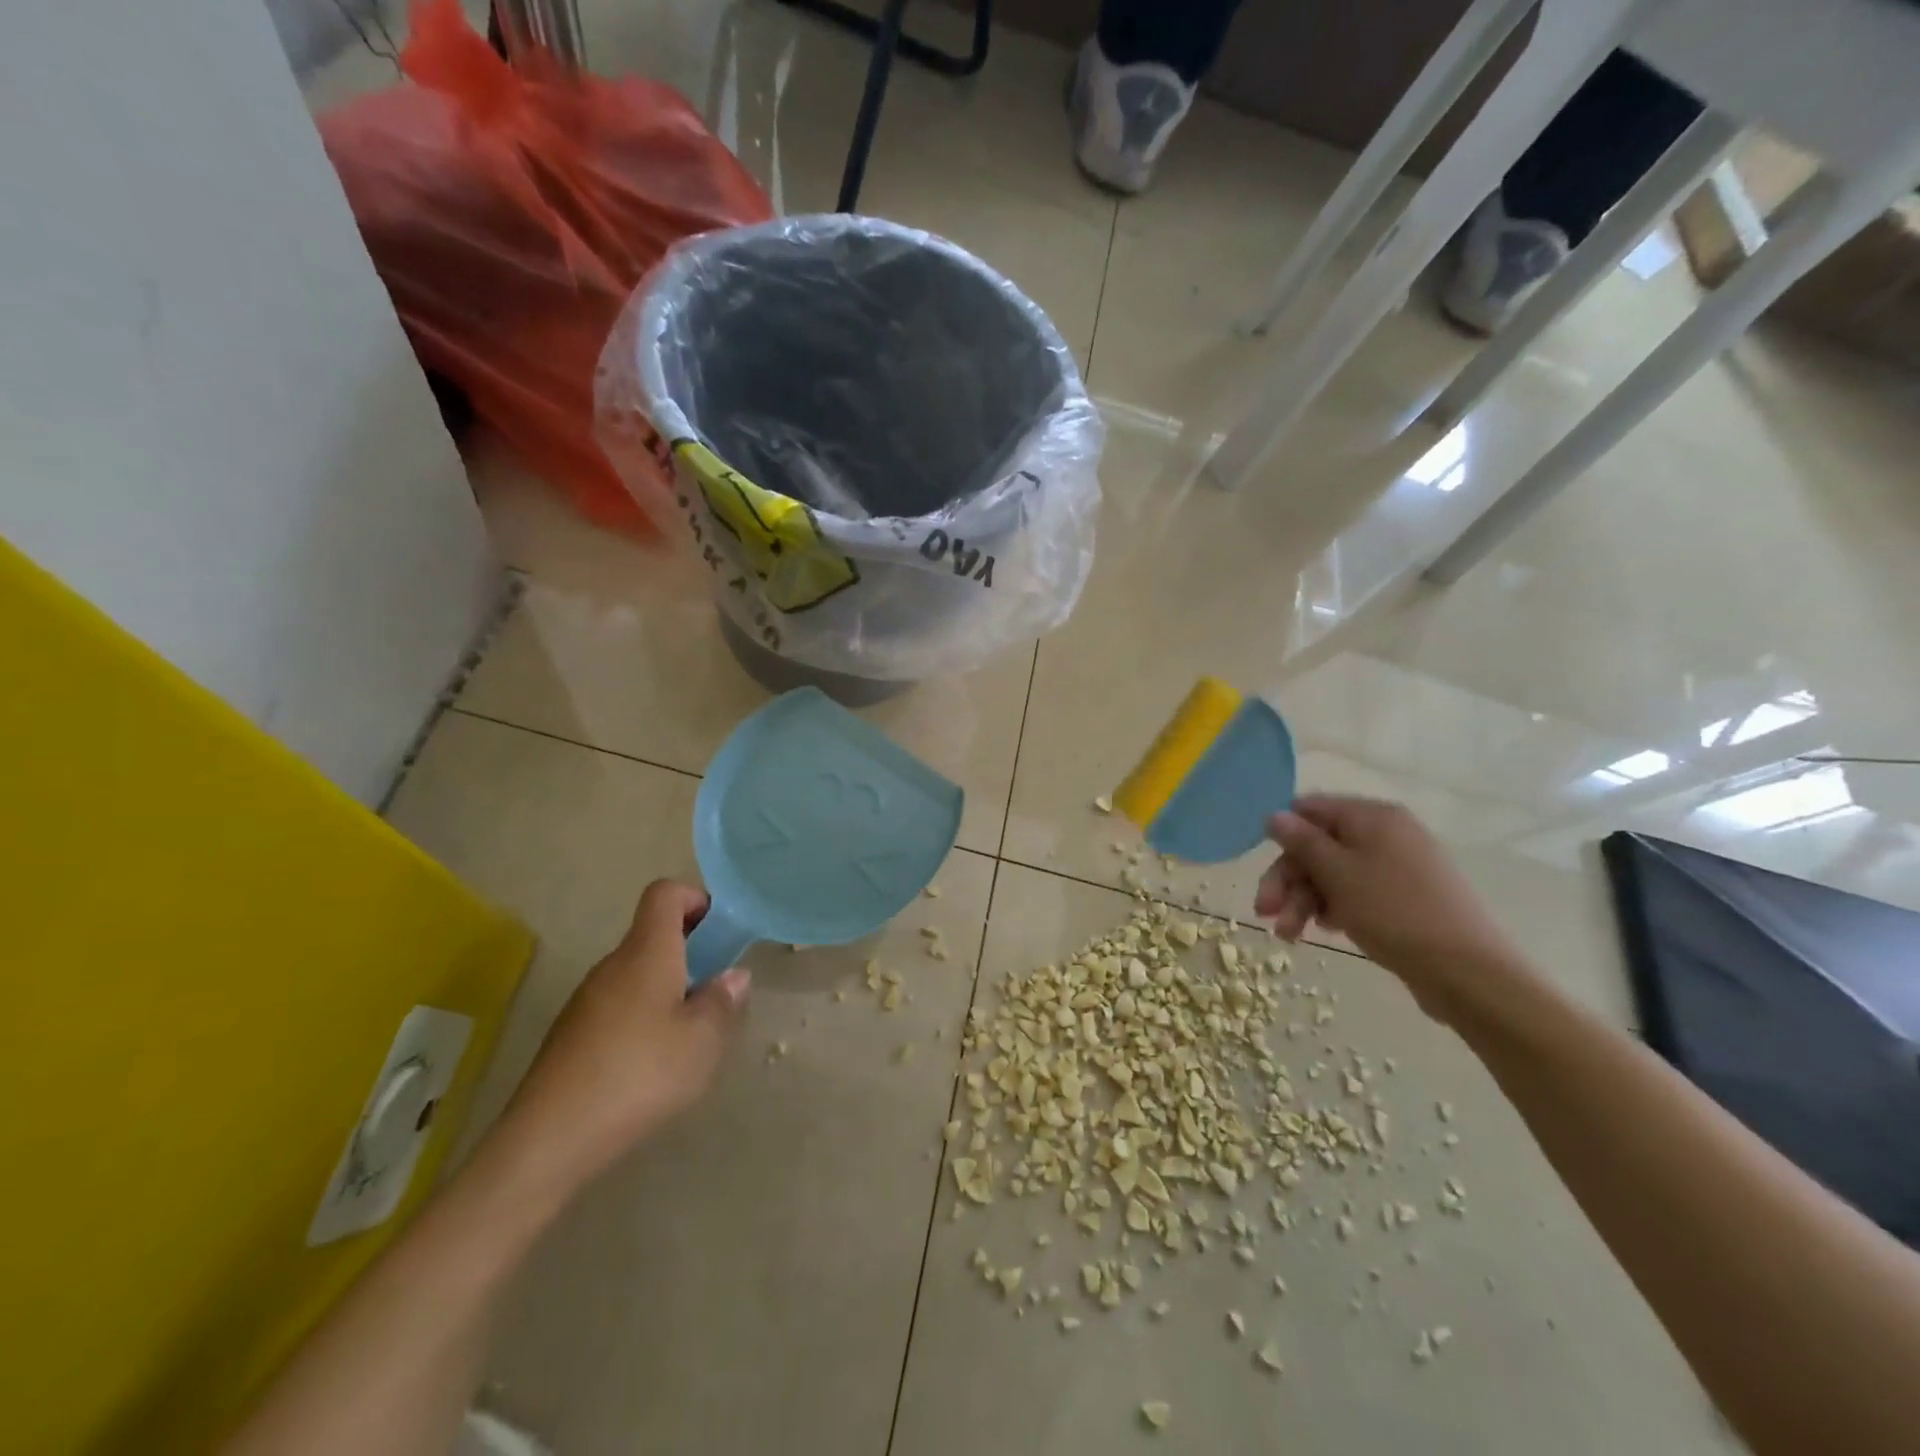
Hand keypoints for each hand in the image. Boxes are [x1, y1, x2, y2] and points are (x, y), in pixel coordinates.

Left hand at [501, 881, 749, 1184]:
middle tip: (717, 991)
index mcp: (646, 952)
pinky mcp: (572, 1033)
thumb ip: (723, 1001)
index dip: (697, 899)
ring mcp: (586, 999)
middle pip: (653, 934)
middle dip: (691, 951)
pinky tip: (652, 1063)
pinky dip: (644, 1016)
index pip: (665, 893)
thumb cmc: (639, 1074)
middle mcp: (613, 965)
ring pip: (637, 973)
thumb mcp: (703, 1041)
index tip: (721, 932)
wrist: (549, 1138)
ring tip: (690, 1035)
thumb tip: (732, 976)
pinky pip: (618, 1004)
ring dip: (669, 987)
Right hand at [1254, 795, 1524, 1023]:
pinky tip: (1325, 931)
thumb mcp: (1337, 874)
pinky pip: (1357, 891)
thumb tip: (1274, 815)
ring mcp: (1399, 866)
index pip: (1311, 809)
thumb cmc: (1394, 913)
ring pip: (1335, 873)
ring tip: (1290, 936)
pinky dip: (1334, 908)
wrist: (1468, 972)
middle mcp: (1387, 833)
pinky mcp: (1406, 897)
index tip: (1262, 868)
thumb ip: (1302, 841)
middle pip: (1320, 846)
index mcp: (1373, 816)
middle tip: (1265, 913)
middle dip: (1288, 879)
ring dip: (1304, 900)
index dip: (1283, 836)